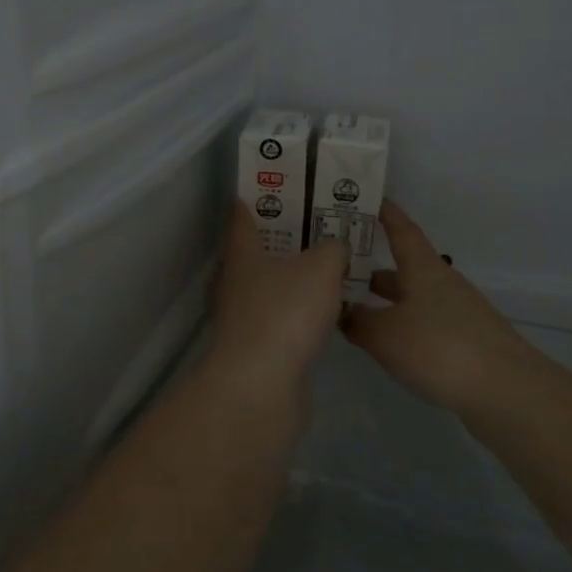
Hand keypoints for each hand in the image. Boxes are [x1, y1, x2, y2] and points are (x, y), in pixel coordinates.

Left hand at [208, 201, 349, 398]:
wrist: (263, 386)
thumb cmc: (286, 313)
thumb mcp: (321, 267)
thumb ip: (332, 249)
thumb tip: (334, 248)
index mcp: (243, 253)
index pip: (242, 215)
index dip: (258, 197)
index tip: (279, 185)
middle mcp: (237, 281)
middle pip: (258, 250)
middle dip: (284, 236)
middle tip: (318, 224)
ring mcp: (244, 317)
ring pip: (271, 285)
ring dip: (294, 276)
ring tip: (330, 266)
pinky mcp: (258, 348)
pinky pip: (282, 317)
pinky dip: (300, 310)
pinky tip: (326, 310)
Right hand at [341, 201, 542, 415]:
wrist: (505, 390)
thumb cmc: (439, 348)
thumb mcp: (384, 335)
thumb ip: (358, 321)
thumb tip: (343, 311)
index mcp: (422, 268)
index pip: (401, 229)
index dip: (384, 213)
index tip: (364, 199)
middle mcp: (441, 283)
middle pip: (403, 267)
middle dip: (372, 268)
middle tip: (338, 270)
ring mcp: (457, 312)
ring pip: (412, 297)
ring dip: (385, 301)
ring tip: (353, 311)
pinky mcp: (465, 340)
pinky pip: (424, 322)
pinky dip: (401, 325)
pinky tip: (386, 344)